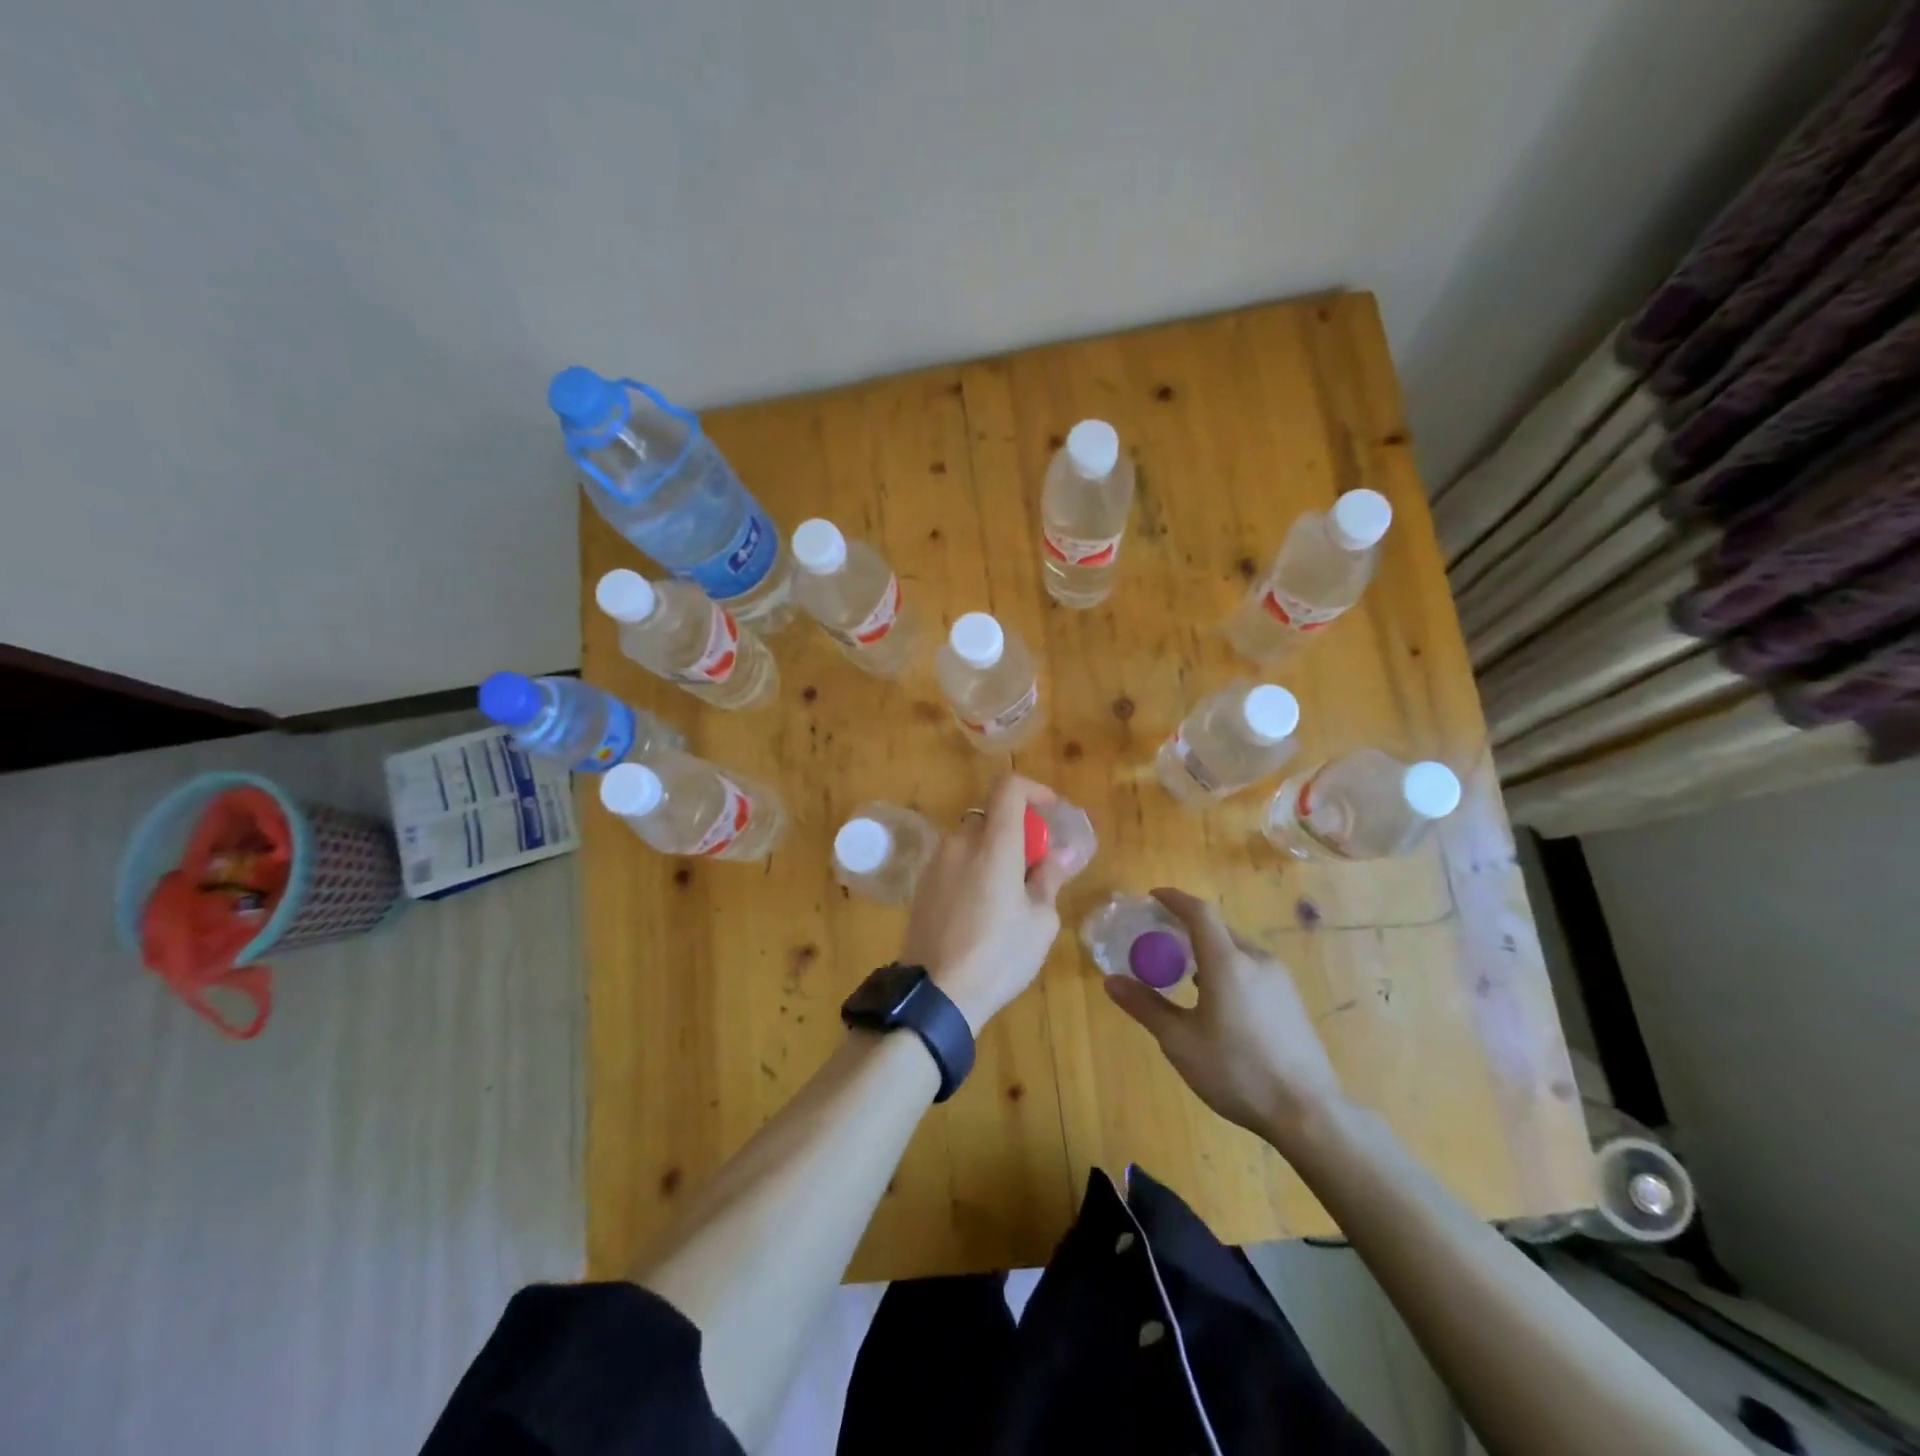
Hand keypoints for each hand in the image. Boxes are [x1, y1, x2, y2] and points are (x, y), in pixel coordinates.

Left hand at [899, 776, 1071, 1033]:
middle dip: (1016, 831)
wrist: (936, 995)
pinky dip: (973, 869)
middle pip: (990, 817)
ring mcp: (935, 863)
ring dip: (993, 852)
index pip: (1008, 788)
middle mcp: (960, 843)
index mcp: (994, 844)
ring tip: (1010, 894)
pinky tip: (981, 909)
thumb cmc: (999, 956)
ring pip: (970, 841)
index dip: (1034, 790)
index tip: (1051, 811)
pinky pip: (954, 863)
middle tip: (1036, 865)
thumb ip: (1050, 878)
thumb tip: (1064, 852)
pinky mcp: (922, 886)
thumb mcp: (1040, 921)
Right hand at [1104, 888, 1345, 1151]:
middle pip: (1217, 929)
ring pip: (1236, 949)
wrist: (1308, 1113)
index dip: (1174, 899)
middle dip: (1187, 928)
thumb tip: (1111, 982)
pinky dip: (1227, 968)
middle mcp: (1256, 960)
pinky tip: (1217, 1000)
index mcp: (1227, 962)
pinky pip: (1251, 968)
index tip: (1152, 897)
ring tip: (1185, 972)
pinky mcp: (1291, 999)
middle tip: (1160, 940)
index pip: (1199, 912)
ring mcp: (1279, 979)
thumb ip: (1146, 1006)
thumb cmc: (1237, 1072)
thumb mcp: (1180, 1042)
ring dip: (1208, 950)